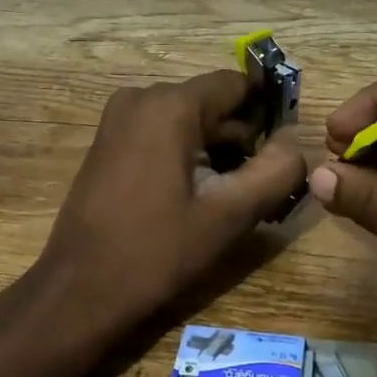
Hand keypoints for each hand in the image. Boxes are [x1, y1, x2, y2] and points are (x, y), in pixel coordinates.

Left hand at [38, 69, 307, 335]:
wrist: (80, 291)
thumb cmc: (157, 251)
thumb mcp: (230, 214)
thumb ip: (276, 171)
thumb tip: (296, 143)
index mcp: (170, 105)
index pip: (237, 84)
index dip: (268, 113)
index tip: (284, 150)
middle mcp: (141, 98)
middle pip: (213, 104)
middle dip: (242, 139)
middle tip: (261, 187)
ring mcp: (119, 119)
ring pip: (189, 121)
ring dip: (216, 151)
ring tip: (231, 199)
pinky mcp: (109, 142)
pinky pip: (163, 134)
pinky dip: (187, 155)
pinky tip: (196, 198)